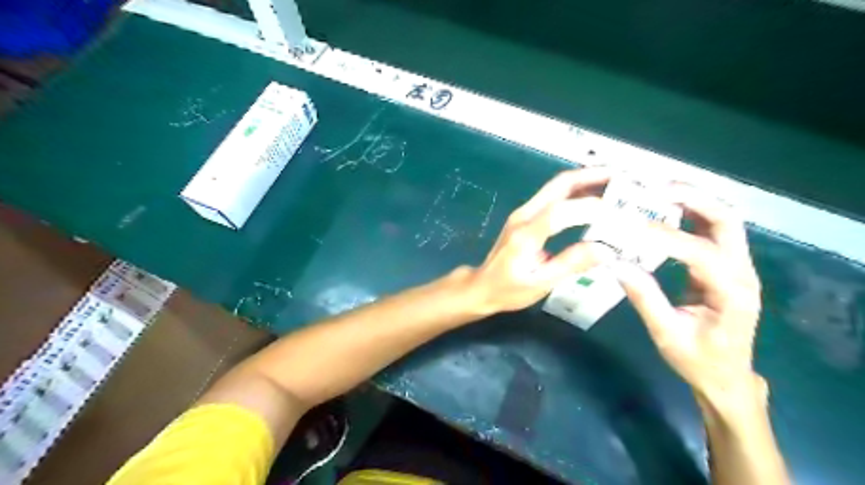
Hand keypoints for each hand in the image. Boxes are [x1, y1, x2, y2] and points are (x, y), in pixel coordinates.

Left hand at [470, 167, 617, 313]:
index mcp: (526, 234)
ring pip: (557, 186)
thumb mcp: (540, 283)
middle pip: (560, 185)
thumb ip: (570, 264)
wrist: (482, 286)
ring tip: (616, 183)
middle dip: (592, 176)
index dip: (591, 208)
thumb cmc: (508, 290)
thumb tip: (605, 249)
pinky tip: (594, 197)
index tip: (620, 214)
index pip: (561, 211)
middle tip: (623, 177)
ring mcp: (524, 212)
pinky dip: (576, 192)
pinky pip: (554, 196)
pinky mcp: (526, 216)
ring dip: (586, 180)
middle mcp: (524, 215)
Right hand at [606, 183, 762, 402]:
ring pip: (722, 220)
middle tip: (655, 189)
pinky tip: (664, 211)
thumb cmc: (699, 360)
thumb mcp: (667, 334)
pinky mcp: (725, 266)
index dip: (666, 237)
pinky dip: (689, 215)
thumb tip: (616, 264)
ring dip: (693, 201)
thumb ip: (644, 297)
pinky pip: (710, 231)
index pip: (701, 252)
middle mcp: (741, 271)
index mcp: (732, 292)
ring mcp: (737, 266)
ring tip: (657, 192)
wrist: (726, 376)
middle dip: (693, 199)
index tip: (632, 226)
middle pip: (726, 220)